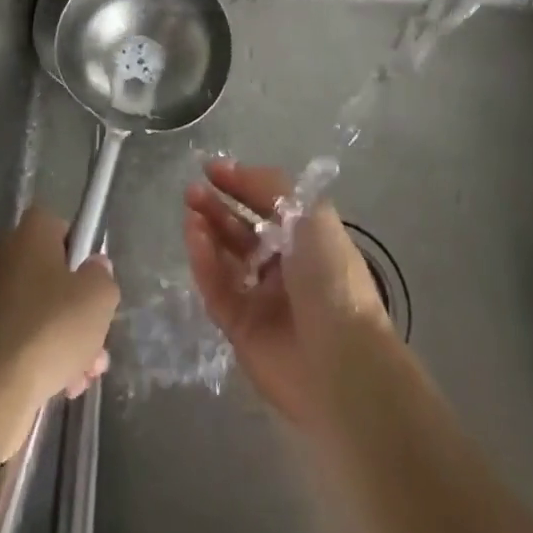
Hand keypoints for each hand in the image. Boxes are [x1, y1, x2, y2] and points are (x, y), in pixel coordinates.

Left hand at [0, 206, 119, 457]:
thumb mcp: (98, 297)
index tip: (93, 282)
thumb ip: (103, 276)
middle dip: (80, 309)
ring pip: (41, 311)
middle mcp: (5, 257)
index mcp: (30, 233)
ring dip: (67, 340)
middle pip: (54, 274)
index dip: (81, 251)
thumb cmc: (50, 328)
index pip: (60, 227)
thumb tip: (94, 268)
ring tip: (85, 375)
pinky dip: (42, 356)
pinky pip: (22, 337)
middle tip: (98, 340)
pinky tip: (63, 386)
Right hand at [184, 158, 391, 426]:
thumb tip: (236, 171)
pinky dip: (204, 263)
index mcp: (306, 239)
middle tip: (192, 191)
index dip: (241, 184)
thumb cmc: (331, 277)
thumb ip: (271, 188)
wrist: (341, 362)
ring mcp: (261, 299)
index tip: (212, 169)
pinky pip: (217, 289)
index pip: (267, 205)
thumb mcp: (309, 215)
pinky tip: (194, 238)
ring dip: (208, 232)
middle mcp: (283, 266)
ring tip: (191, 212)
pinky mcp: (240, 329)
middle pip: (242, 230)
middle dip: (218, 207)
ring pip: (225, 259)